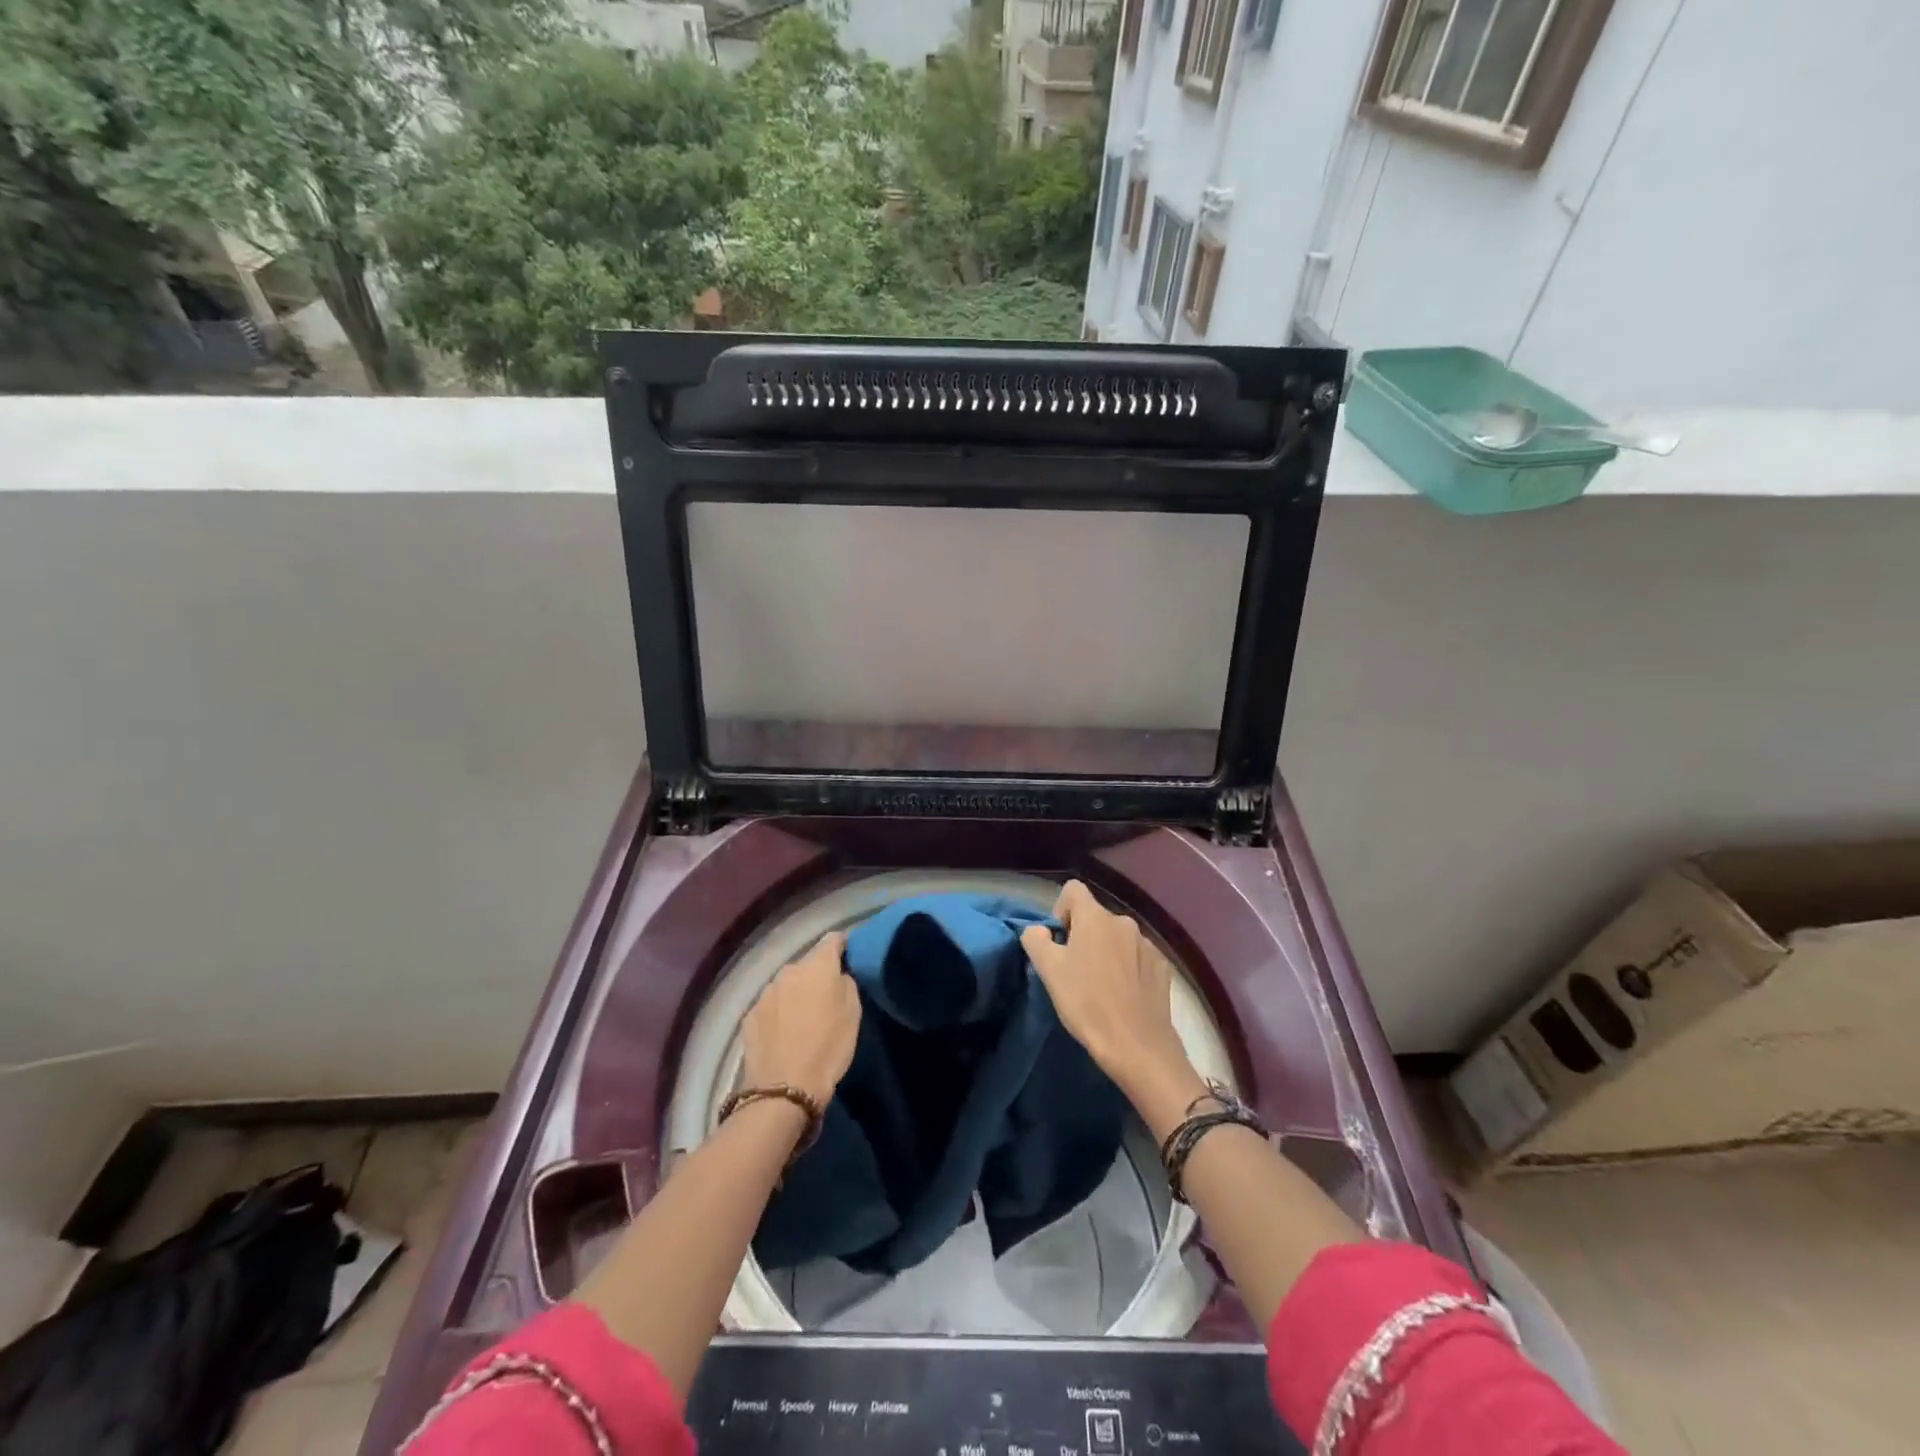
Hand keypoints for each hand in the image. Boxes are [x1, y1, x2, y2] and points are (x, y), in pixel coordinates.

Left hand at [740, 932, 860, 1107]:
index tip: (849, 958)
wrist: (784, 1089)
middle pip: (807, 964)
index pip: (833, 939)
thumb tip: (838, 975)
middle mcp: (788, 970)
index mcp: (817, 966)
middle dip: (817, 975)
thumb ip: (846, 983)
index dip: (842, 946)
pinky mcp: (750, 1014)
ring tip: (803, 1018)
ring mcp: (765, 992)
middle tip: (826, 997)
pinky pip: (771, 1005)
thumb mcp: (853, 1014)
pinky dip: (778, 1012)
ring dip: (796, 993)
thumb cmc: (828, 1048)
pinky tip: (783, 1033)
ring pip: (787, 984)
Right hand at [1021, 881, 1202, 1114]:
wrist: (1137, 1046)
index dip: (1060, 911)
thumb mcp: (1049, 971)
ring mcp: (1147, 943)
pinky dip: (1127, 967)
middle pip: (1095, 916)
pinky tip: (1124, 996)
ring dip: (1106, 952)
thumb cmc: (1087, 1003)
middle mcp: (1124, 921)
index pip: (1072, 890)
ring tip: (1101, 987)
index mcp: (1095, 917)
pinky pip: (1137, 956)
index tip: (1059, 943)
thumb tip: (1039, 931)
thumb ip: (1036, 940)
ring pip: (1116, 938)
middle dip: (1082, 936)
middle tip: (1075, 971)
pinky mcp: (1163, 966)